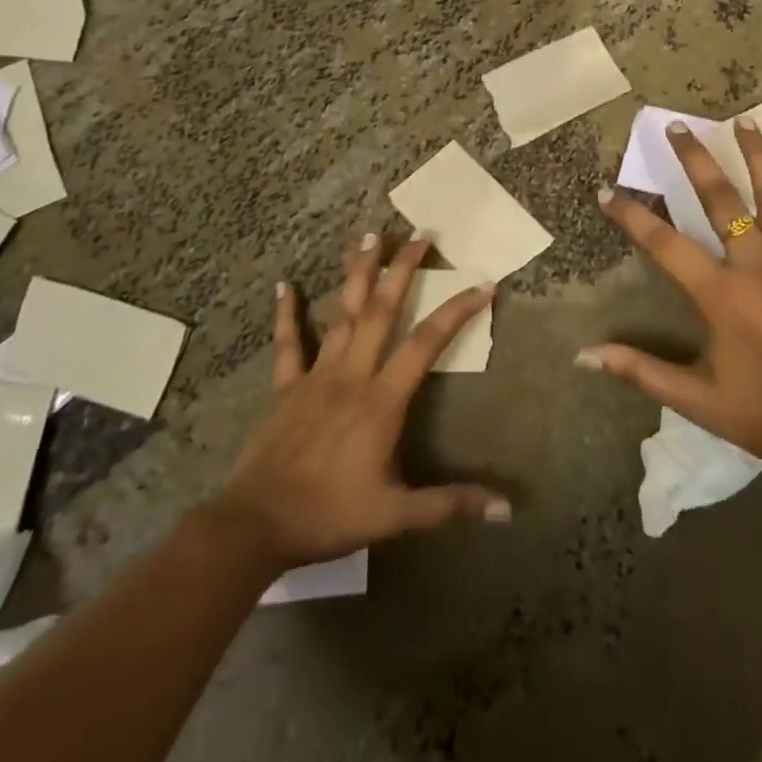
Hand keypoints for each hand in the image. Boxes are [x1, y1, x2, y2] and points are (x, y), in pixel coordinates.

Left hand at [215, 233, 509, 567]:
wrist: (255, 525)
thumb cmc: (329, 515)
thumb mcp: (395, 515)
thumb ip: (449, 504)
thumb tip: (506, 509)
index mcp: (382, 400)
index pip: (426, 344)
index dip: (456, 312)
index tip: (483, 285)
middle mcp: (351, 375)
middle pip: (381, 311)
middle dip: (402, 270)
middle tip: (420, 236)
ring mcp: (315, 376)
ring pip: (341, 314)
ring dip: (357, 274)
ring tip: (368, 236)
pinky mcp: (286, 387)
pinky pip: (287, 343)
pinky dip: (287, 313)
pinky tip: (285, 284)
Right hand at [583, 119, 761, 481]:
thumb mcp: (698, 400)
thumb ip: (641, 370)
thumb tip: (585, 355)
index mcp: (721, 294)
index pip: (664, 244)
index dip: (632, 215)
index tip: (606, 192)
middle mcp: (758, 264)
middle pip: (721, 200)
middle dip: (696, 160)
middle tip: (678, 126)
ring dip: (759, 156)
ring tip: (745, 120)